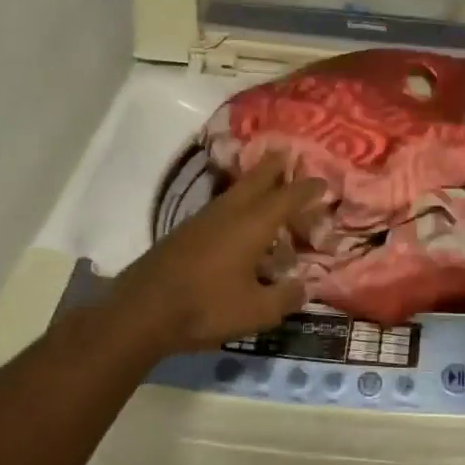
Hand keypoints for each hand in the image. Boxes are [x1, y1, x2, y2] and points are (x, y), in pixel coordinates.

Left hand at [107, 159, 327, 354]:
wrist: (141, 312)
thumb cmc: (206, 307)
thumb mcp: (256, 312)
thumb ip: (285, 298)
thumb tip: (303, 287)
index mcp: (253, 225)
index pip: (287, 198)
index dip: (307, 189)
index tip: (323, 182)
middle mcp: (229, 213)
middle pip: (256, 180)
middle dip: (273, 166)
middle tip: (286, 152)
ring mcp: (202, 220)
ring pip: (234, 192)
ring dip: (252, 183)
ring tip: (264, 182)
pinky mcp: (183, 233)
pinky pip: (219, 208)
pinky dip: (235, 204)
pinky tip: (236, 221)